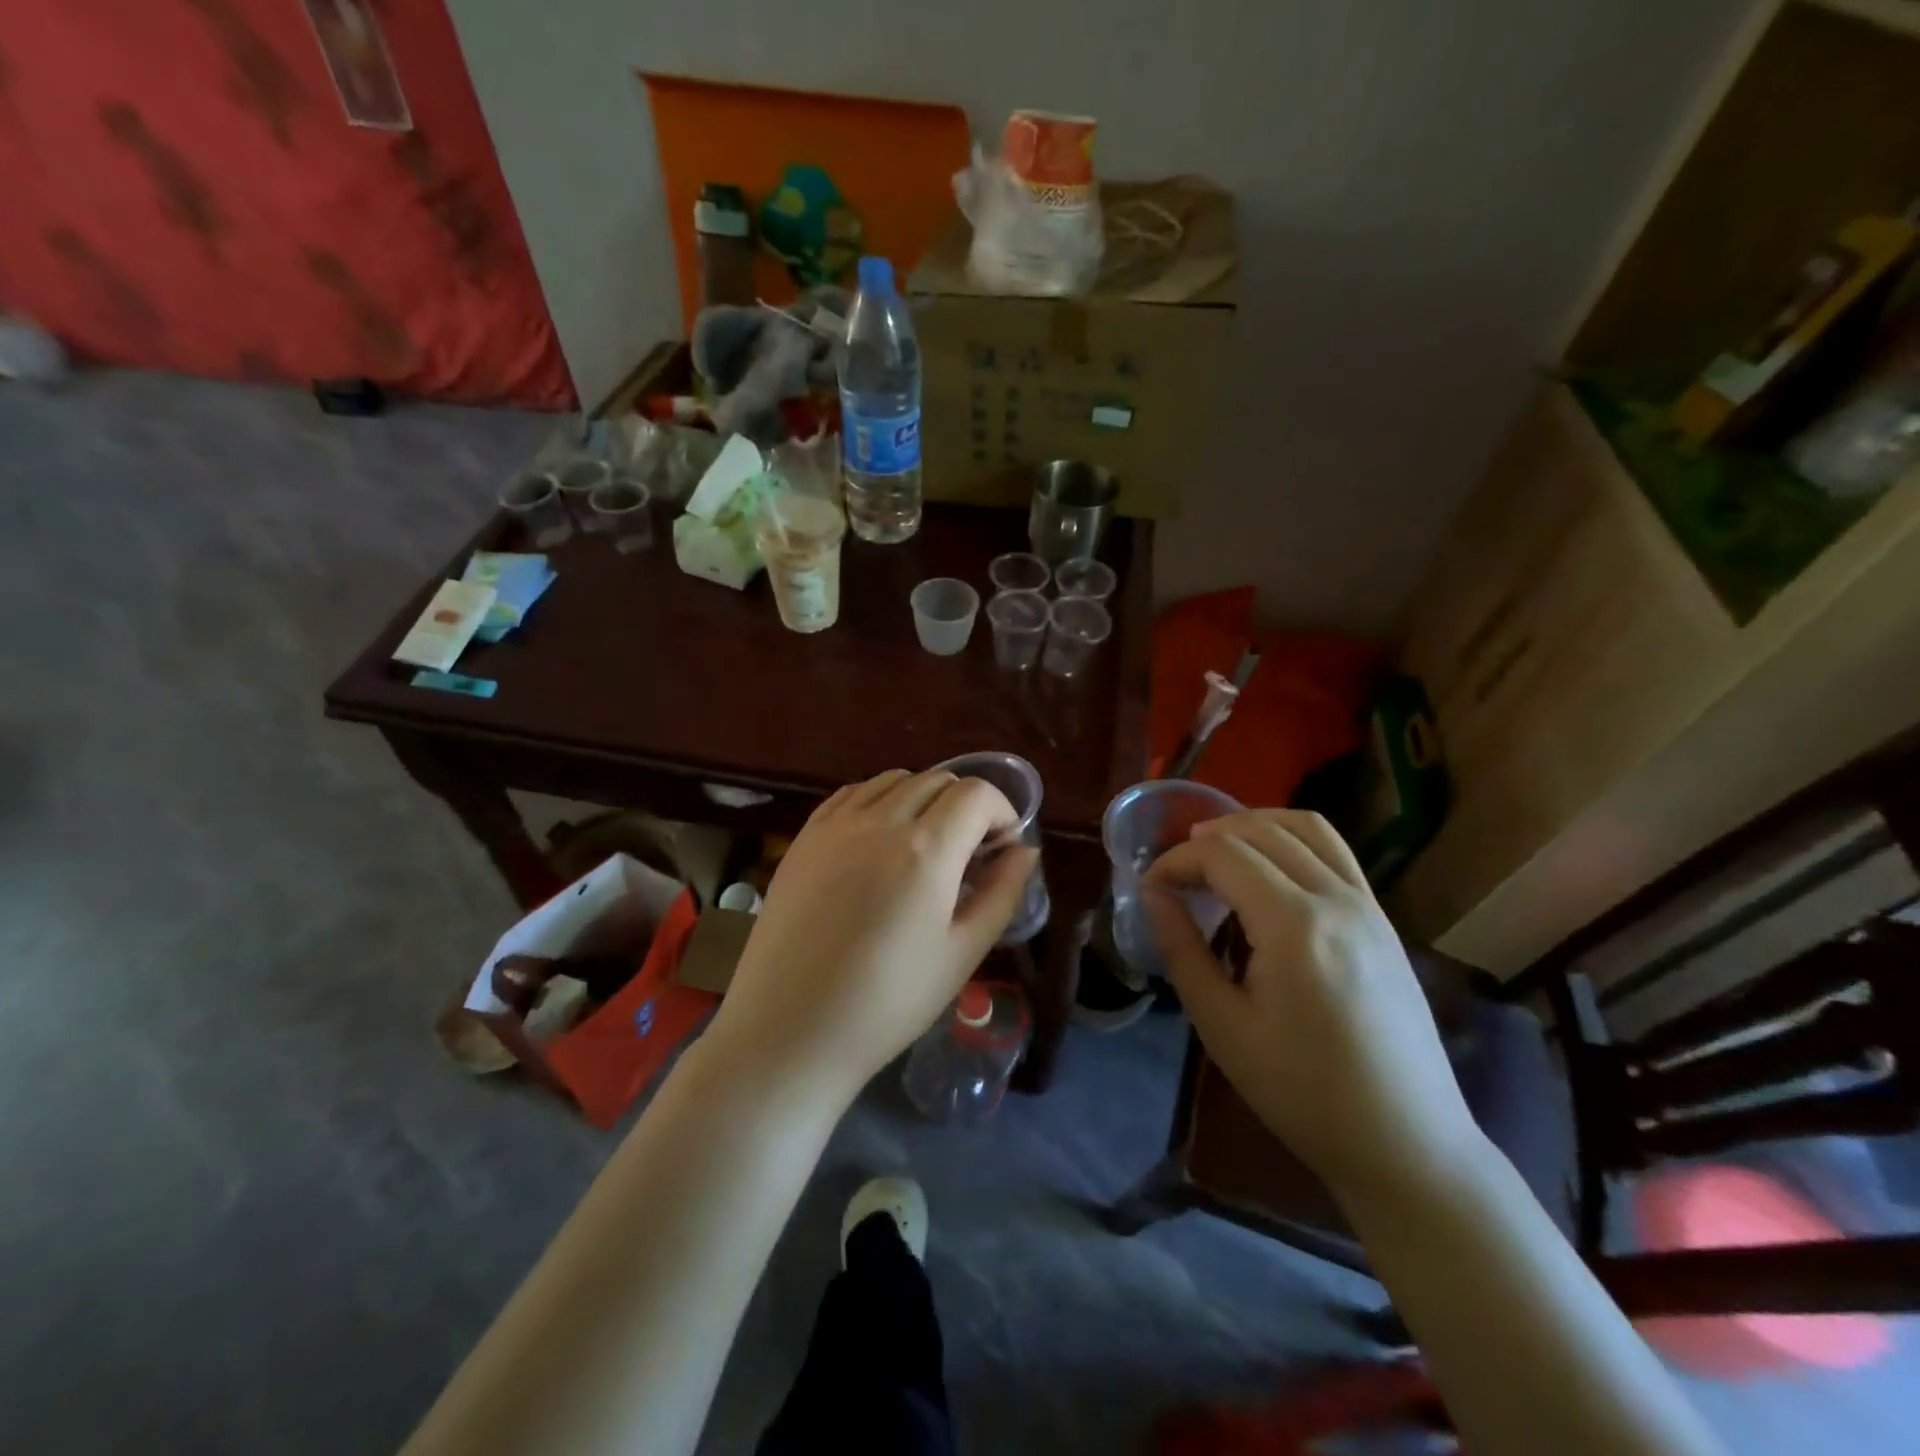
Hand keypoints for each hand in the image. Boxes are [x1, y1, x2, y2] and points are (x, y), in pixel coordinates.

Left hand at [706, 769, 1036, 1107]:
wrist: (789, 1029)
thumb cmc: (888, 1002)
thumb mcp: (963, 953)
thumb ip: (1002, 893)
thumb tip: (1025, 851)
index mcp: (927, 849)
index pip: (977, 794)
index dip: (1002, 812)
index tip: (1003, 847)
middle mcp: (880, 821)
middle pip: (938, 780)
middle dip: (966, 806)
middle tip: (968, 852)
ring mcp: (836, 824)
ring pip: (894, 780)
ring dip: (923, 798)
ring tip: (924, 844)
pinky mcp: (805, 837)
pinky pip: (852, 794)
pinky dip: (879, 801)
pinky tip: (878, 840)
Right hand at [1142, 809, 1480, 1202]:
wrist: (1405, 1142)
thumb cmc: (1302, 1092)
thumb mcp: (1223, 1026)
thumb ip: (1182, 949)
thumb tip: (1152, 894)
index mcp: (1295, 925)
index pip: (1223, 855)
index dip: (1176, 860)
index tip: (1150, 887)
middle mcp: (1337, 898)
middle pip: (1261, 831)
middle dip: (1207, 838)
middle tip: (1175, 873)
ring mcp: (1369, 905)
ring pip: (1306, 828)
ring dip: (1253, 825)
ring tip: (1217, 851)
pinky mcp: (1383, 919)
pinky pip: (1334, 852)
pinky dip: (1290, 841)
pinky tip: (1267, 872)